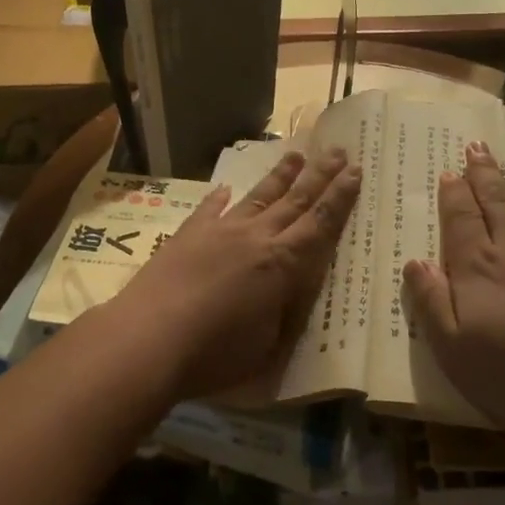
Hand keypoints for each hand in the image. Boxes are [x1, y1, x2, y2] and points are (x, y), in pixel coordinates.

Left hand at [100, 147, 360, 402]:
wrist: (149, 337)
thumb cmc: (215, 354)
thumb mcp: (268, 345)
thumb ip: (284, 312)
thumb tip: (291, 291)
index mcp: (282, 264)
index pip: (319, 224)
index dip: (340, 198)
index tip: (355, 171)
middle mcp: (255, 237)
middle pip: (294, 200)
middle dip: (319, 175)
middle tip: (338, 150)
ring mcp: (219, 231)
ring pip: (257, 196)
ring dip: (279, 176)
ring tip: (296, 154)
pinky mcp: (188, 235)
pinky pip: (209, 209)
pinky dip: (219, 198)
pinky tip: (225, 188)